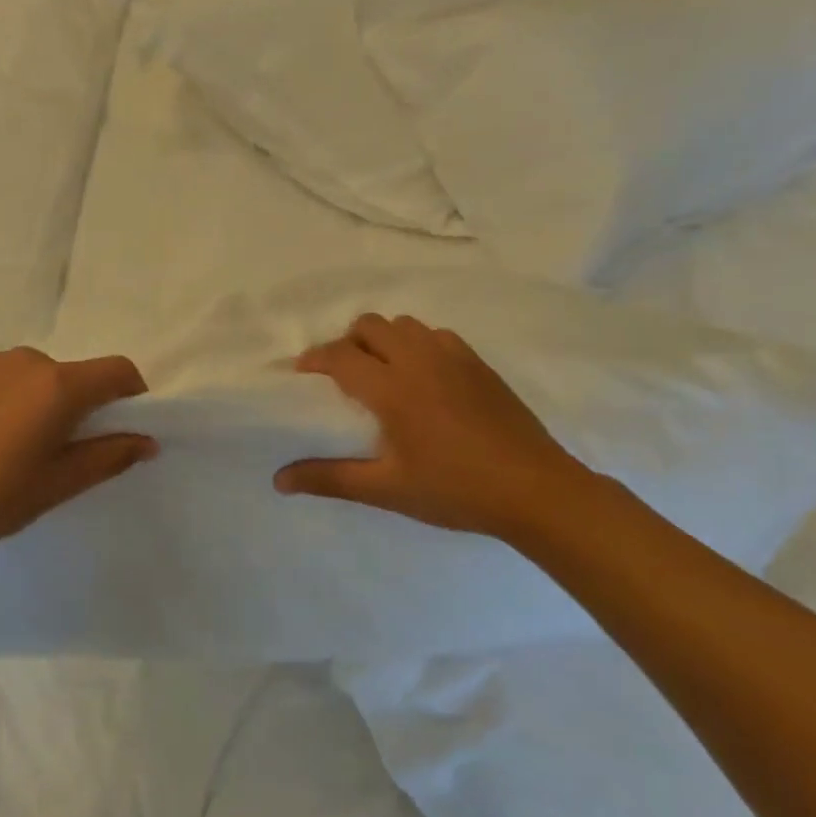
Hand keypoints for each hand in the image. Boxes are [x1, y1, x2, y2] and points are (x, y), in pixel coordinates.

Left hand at [0, 347, 156, 555]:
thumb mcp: (59, 483)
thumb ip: (109, 456)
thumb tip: (146, 441)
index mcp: (59, 384)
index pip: (118, 371)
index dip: (133, 396)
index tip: (124, 431)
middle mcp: (29, 361)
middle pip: (78, 375)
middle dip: (87, 407)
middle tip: (69, 454)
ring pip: (43, 378)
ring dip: (50, 404)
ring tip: (25, 451)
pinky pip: (11, 380)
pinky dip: (19, 401)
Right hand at [275, 313, 590, 541]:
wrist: (536, 491)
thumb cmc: (455, 490)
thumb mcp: (386, 489)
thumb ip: (329, 479)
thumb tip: (278, 481)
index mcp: (392, 388)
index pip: (340, 355)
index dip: (314, 359)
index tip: (302, 374)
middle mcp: (419, 361)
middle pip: (370, 325)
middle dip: (347, 342)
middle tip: (341, 375)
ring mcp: (454, 358)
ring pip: (405, 325)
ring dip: (383, 339)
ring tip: (380, 372)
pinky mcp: (479, 365)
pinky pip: (436, 335)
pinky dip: (417, 344)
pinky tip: (422, 377)